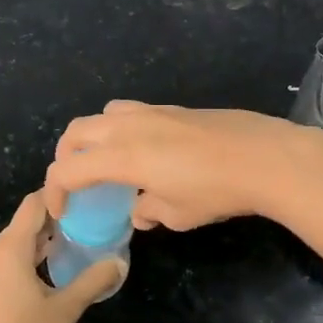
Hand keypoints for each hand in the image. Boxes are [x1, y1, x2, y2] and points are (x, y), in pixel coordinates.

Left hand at [0, 191, 121, 322]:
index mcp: (8, 249)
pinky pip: (0, 264)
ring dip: (37, 245)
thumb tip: (120, 263)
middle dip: (51, 224)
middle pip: (21, 225)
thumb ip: (93, 281)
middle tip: (82, 228)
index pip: (32, 204)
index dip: (56, 197)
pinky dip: (22, 262)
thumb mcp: (65, 310)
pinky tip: (41, 278)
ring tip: (67, 251)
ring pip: (10, 246)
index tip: (81, 202)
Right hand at [45, 101, 322, 231]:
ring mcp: (151, 112)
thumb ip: (147, 211)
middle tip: (75, 183)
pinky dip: (120, 130)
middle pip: (76, 132)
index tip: (63, 213)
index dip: (56, 191)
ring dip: (92, 137)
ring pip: (102, 115)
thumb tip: (140, 210)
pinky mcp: (173, 108)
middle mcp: (128, 127)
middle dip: (65, 157)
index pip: (68, 169)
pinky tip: (145, 153)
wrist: (265, 157)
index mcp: (121, 156)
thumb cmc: (216, 191)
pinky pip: (130, 112)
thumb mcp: (177, 214)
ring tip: (106, 162)